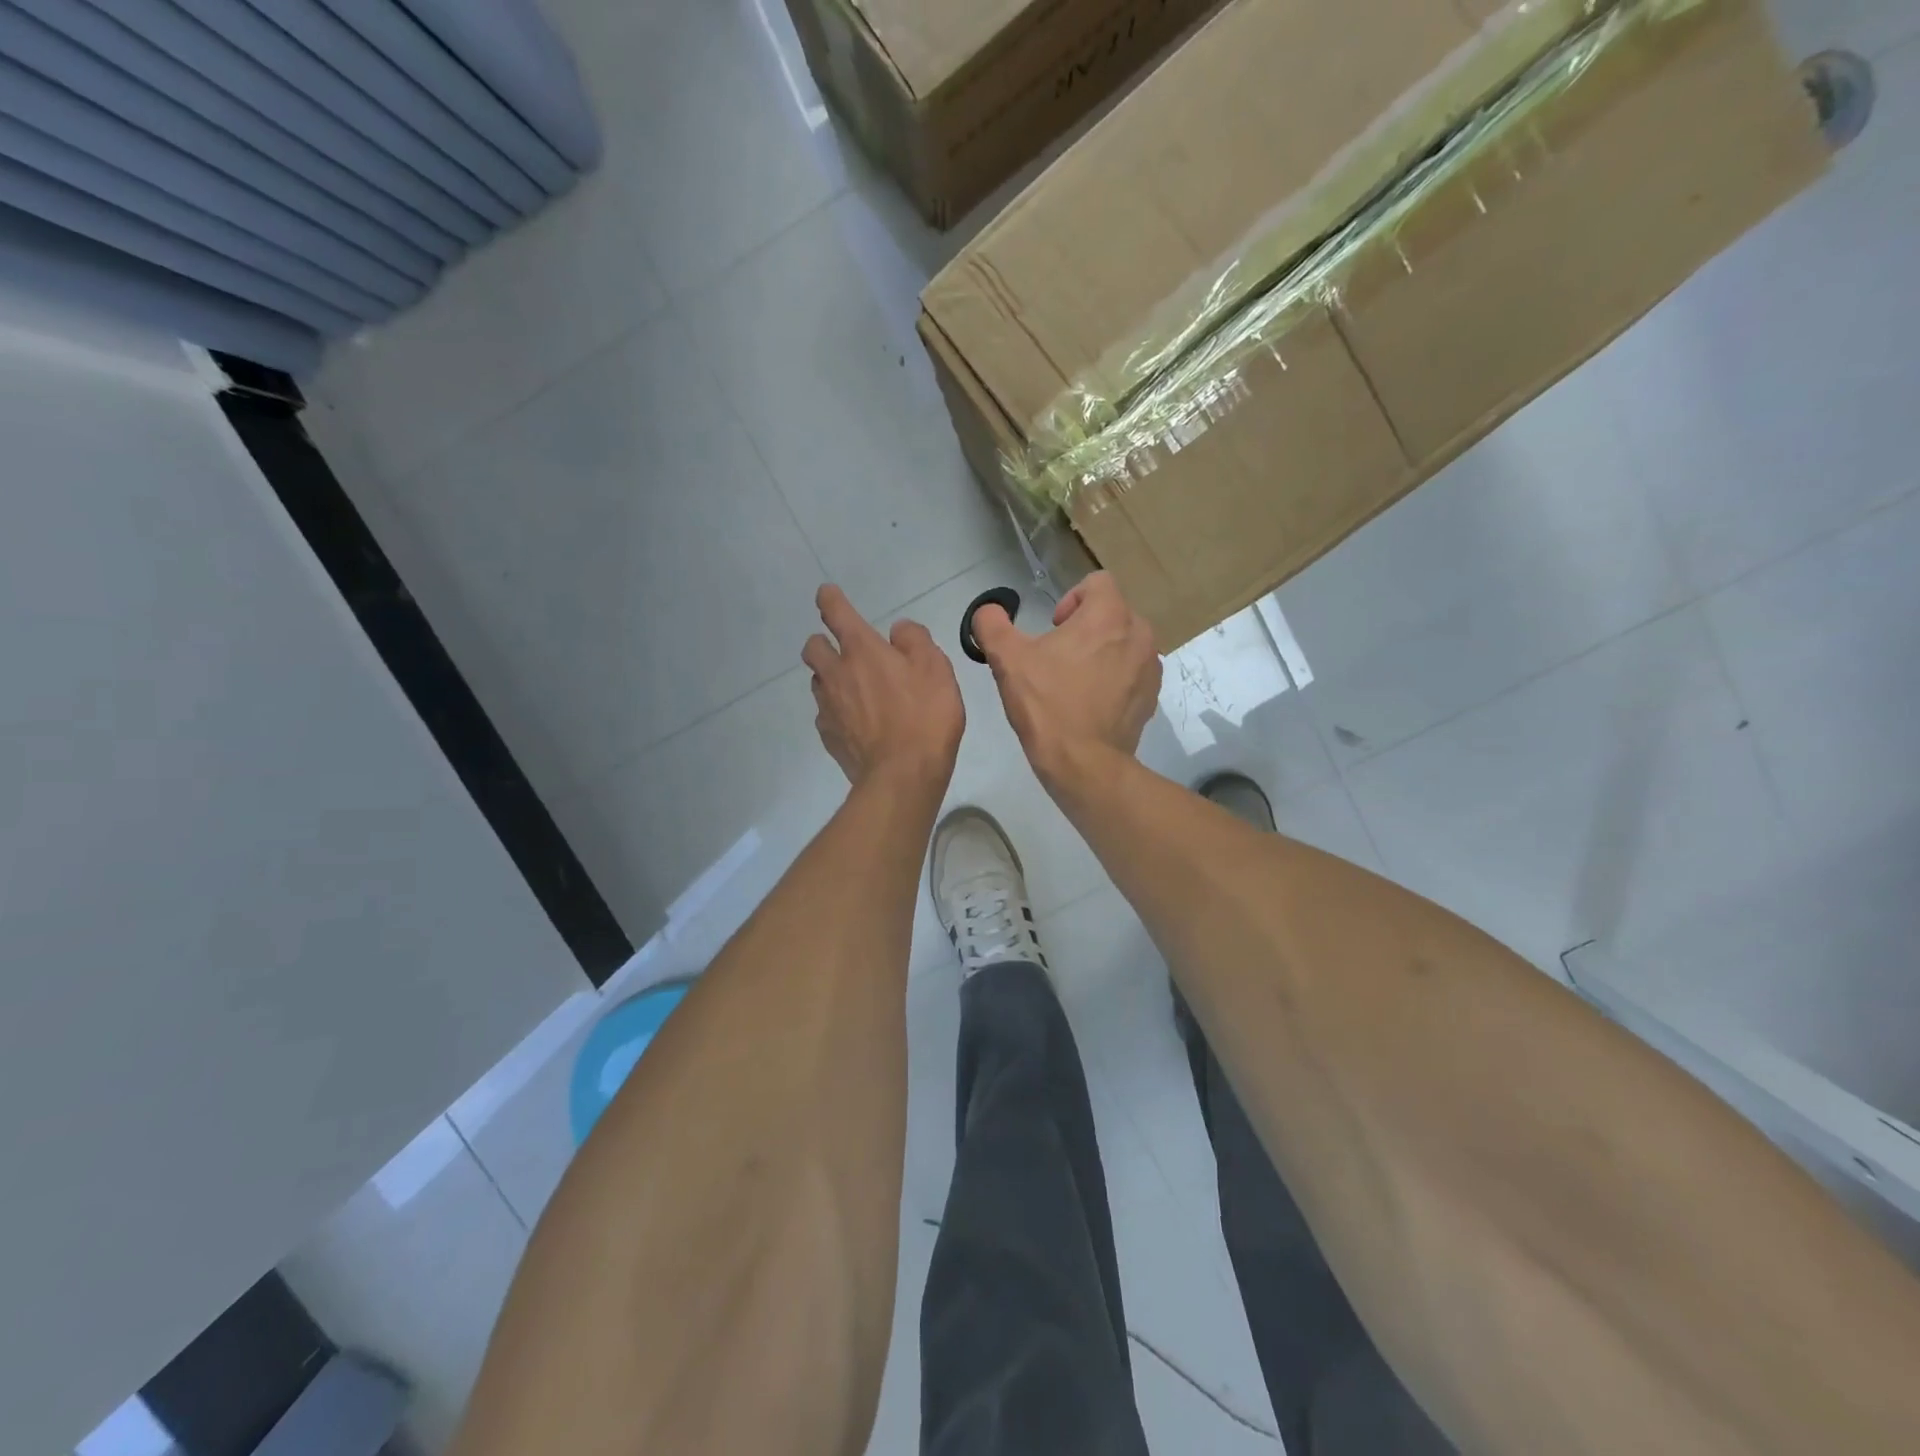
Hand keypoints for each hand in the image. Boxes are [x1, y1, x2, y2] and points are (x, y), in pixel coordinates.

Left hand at [804, 585, 963, 791]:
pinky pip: (825, 715)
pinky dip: (837, 712)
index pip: (836, 613)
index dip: (830, 599)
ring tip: (856, 691)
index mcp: (862, 650)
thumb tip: (898, 630)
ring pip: (817, 682)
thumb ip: (915, 640)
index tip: (828, 595)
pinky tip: (858, 724)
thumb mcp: (936, 668)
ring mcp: (828, 707)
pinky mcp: (829, 737)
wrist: (903, 774)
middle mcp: (836, 674)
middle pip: (812, 647)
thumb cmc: (925, 715)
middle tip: (844, 651)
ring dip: (830, 678)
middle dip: (822, 642)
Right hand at [971, 573, 1159, 794]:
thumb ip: (992, 625)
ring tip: (1075, 681)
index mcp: (1109, 616)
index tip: (1054, 628)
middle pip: (1112, 613)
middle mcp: (1139, 634)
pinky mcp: (1152, 696)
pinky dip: (1115, 678)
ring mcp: (1150, 667)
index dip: (1071, 598)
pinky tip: (1091, 703)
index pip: (1097, 582)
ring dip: (1102, 652)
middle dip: (1086, 627)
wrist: (1084, 764)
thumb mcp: (1008, 660)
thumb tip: (987, 610)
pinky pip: (1133, 672)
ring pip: (1125, 643)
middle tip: (1059, 657)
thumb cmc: (1047, 706)